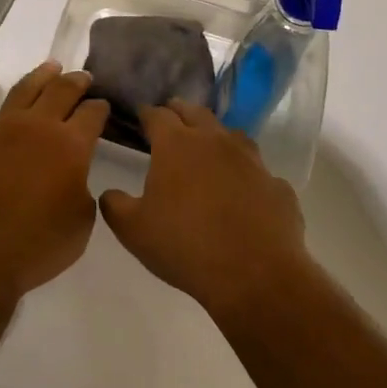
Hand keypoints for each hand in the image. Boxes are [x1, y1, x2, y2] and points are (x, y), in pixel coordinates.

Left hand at [0, 59, 108, 299]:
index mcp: (71, 145)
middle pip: (61, 91)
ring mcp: (1, 127)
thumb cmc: (37, 245)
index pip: (92, 114)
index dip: (100, 108)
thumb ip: (82, 190)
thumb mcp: (81, 224)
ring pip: (24, 89)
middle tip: (83, 77)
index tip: (103, 105)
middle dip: (76, 82)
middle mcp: (38, 125)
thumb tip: (73, 177)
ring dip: (40, 75)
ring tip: (51, 66)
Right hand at [99, 100, 311, 323]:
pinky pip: (258, 171)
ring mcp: (251, 161)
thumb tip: (109, 193)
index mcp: (176, 144)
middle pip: (195, 112)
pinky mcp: (277, 185)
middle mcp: (214, 141)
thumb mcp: (133, 230)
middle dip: (179, 112)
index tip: (140, 117)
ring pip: (231, 135)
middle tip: (170, 120)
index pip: (157, 115)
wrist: (256, 276)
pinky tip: (243, 192)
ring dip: (216, 136)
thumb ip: (115, 205)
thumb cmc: (185, 246)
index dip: (146, 113)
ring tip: (207, 149)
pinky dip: (246, 175)